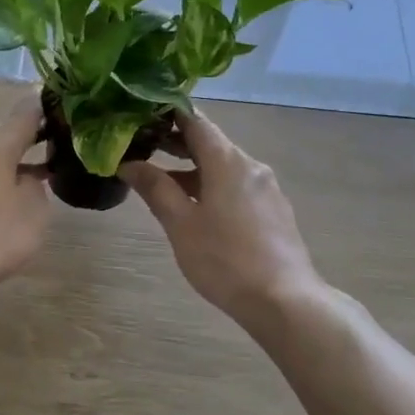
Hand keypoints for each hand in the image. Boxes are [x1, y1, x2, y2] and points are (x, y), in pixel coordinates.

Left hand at [0, 93, 51, 301]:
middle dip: (32, 140)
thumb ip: (37, 189)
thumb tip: (27, 181)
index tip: (62, 101)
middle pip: (7, 138)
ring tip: (43, 176)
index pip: (25, 115)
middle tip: (61, 143)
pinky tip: (12, 204)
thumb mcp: (32, 211)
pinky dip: (1, 186)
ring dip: (17, 166)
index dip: (45, 107)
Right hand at [120, 112, 323, 330]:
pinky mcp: (273, 210)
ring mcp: (266, 188)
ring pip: (223, 165)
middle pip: (209, 141)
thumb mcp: (181, 224)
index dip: (166, 113)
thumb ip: (155, 188)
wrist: (285, 301)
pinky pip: (236, 185)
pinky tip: (195, 206)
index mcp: (227, 161)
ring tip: (160, 180)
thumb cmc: (225, 259)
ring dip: (192, 167)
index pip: (194, 120)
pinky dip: (211, 184)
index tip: (139, 114)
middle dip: (175, 141)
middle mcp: (250, 165)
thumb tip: (128, 162)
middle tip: (141, 145)